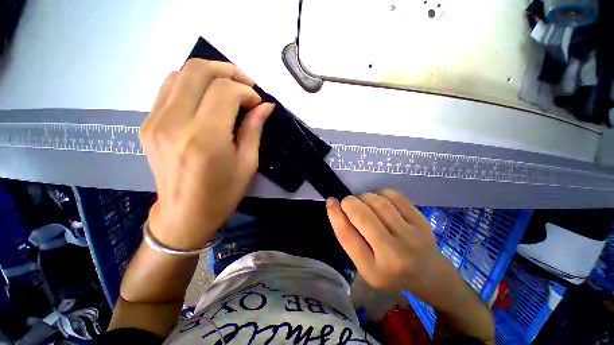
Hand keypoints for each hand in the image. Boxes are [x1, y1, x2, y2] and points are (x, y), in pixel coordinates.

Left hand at [141, 59, 274, 249]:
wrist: (184, 214)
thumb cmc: (223, 193)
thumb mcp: (248, 163)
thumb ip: (255, 129)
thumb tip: (266, 106)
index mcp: (205, 138)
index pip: (225, 91)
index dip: (246, 91)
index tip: (257, 102)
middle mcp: (175, 123)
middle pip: (198, 70)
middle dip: (228, 70)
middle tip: (245, 84)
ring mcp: (155, 121)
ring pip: (181, 74)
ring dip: (209, 74)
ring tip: (228, 89)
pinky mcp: (147, 124)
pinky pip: (169, 88)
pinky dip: (191, 84)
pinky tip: (206, 98)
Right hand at [326, 189, 459, 310]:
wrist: (428, 274)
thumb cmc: (389, 270)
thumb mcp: (364, 263)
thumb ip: (349, 237)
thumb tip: (335, 204)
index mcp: (373, 270)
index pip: (346, 235)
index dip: (334, 214)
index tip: (330, 201)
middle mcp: (393, 255)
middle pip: (361, 215)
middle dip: (349, 202)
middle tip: (348, 202)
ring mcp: (411, 236)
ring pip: (377, 202)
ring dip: (364, 197)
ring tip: (364, 203)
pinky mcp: (421, 221)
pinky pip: (393, 196)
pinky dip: (380, 193)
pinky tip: (380, 201)